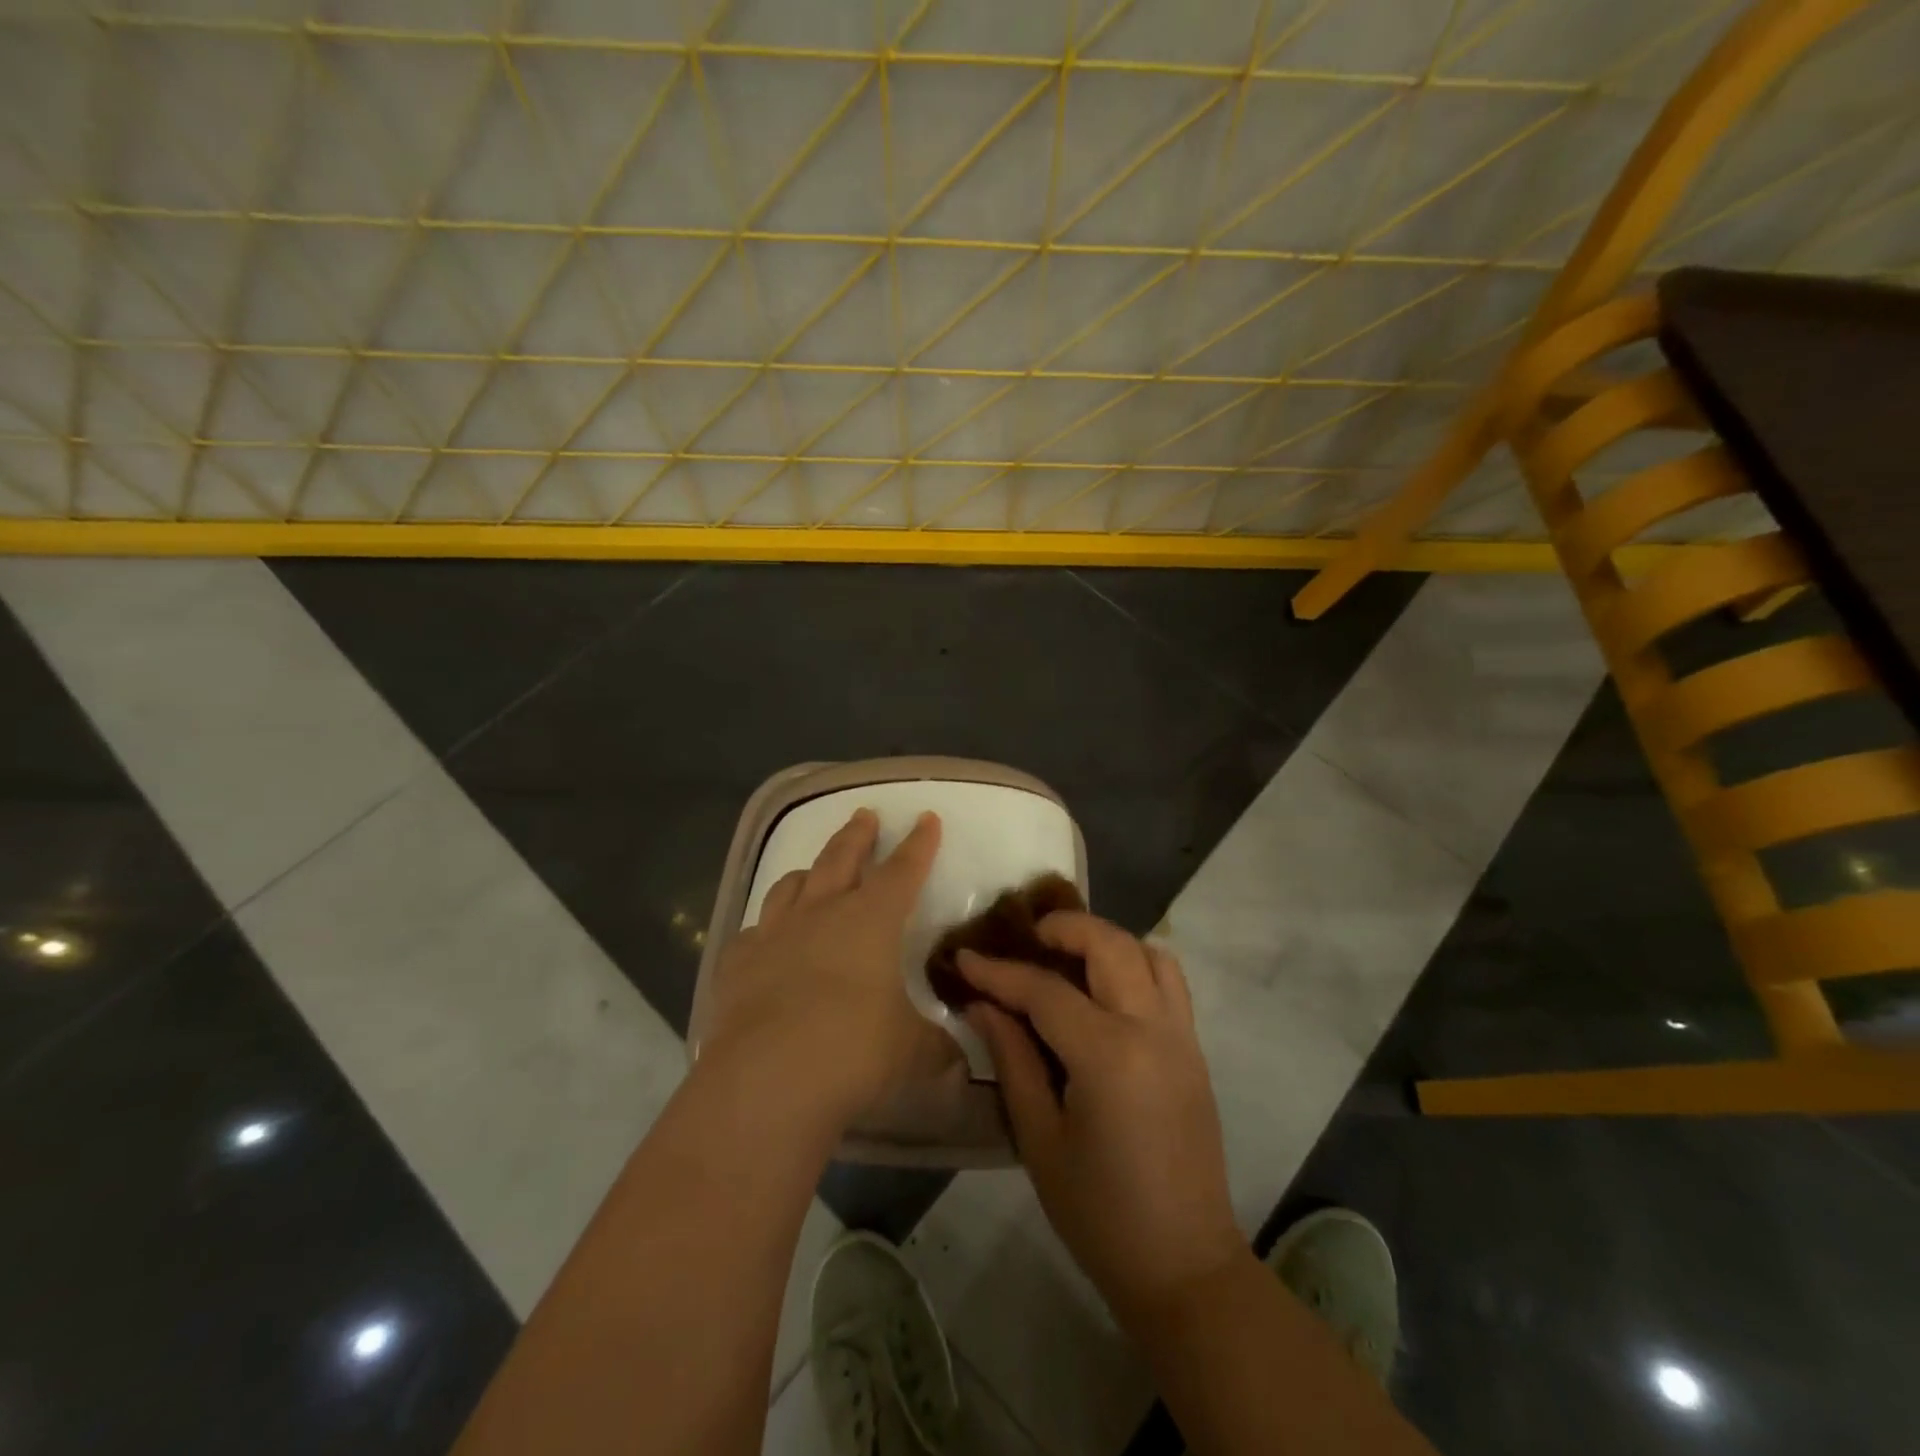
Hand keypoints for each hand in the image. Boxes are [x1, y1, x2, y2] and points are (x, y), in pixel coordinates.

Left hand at [702, 808, 945, 1121]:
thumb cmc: (854, 1052)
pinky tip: (765, 937)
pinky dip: (765, 929)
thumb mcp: (913, 1053)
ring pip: (791, 886)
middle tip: (865, 814)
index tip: (926, 817)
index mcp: (871, 920)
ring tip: (813, 868)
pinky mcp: (738, 962)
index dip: (919, 844)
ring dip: (808, 872)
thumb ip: (939, 1049)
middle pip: (842, 859)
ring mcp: (774, 934)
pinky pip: (753, 932)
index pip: (903, 870)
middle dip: (857, 835)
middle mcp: (822, 913)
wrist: (767, 1078)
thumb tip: (960, 1061)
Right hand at [958, 915, 1243, 1326]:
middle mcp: (1152, 1030)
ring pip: (1148, 953)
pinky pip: (1169, 982)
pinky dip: (1136, 964)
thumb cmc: (1099, 1213)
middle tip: (1025, 936)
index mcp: (1108, 1056)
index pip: (1045, 991)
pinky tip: (1104, 990)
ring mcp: (1182, 1036)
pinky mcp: (1194, 1049)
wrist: (1184, 1265)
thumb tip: (982, 1004)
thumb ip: (1012, 1059)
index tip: (964, 956)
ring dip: (1105, 941)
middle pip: (1109, 945)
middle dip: (1063, 927)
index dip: (999, 971)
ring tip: (1066, 956)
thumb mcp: (1039, 1138)